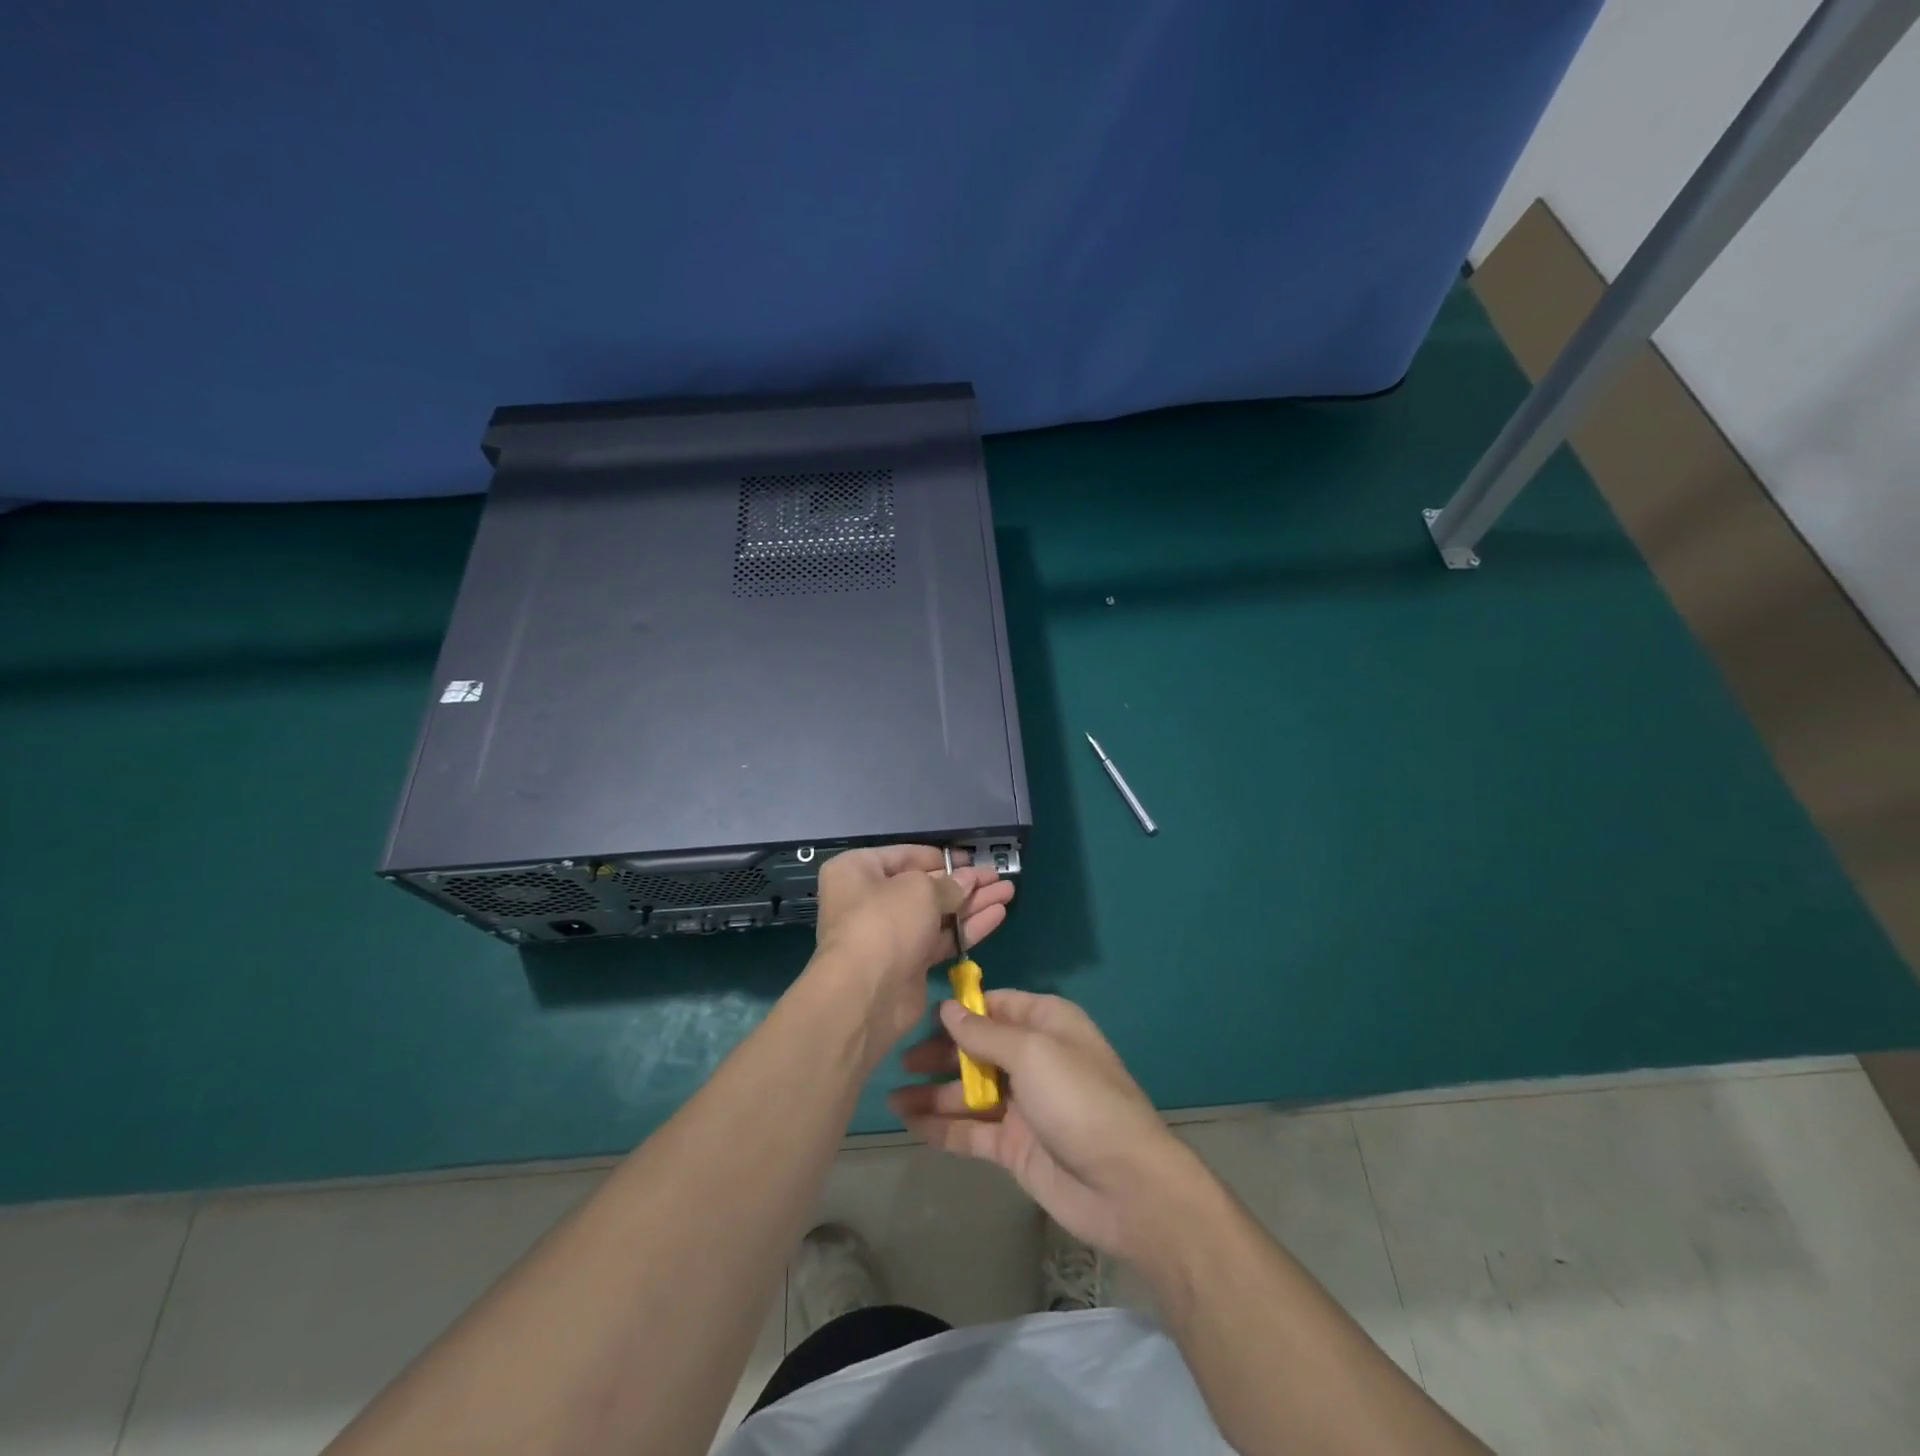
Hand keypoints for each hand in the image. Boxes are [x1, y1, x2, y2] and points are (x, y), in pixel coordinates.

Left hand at [808, 845, 1013, 1054]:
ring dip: (972, 903)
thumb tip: (968, 880)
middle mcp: (870, 899)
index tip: (972, 859)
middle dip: (964, 882)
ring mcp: (890, 934)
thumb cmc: (885, 922)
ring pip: (938, 913)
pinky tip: (997, 915)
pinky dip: (968, 927)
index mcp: (858, 871)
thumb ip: (949, 884)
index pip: (905, 856)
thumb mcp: (920, 890)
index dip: (941, 857)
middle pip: (925, 886)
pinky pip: (942, 939)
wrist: (866, 994)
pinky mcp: (909, 963)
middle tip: (998, 876)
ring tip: (1007, 892)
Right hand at [888, 990, 1195, 1260]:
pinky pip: (971, 1130)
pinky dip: (942, 1126)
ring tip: (891, 1097)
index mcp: (1046, 1023)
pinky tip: (909, 1124)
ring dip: (933, 1093)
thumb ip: (985, 1032)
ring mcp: (1023, 1104)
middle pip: (978, 1047)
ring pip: (969, 1091)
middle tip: (899, 1060)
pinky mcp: (1014, 1146)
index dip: (960, 1009)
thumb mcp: (1032, 1052)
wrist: (1125, 1186)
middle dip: (940, 1052)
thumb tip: (948, 1008)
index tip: (919, 1013)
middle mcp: (1033, 1058)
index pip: (996, 1005)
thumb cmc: (1079, 1100)